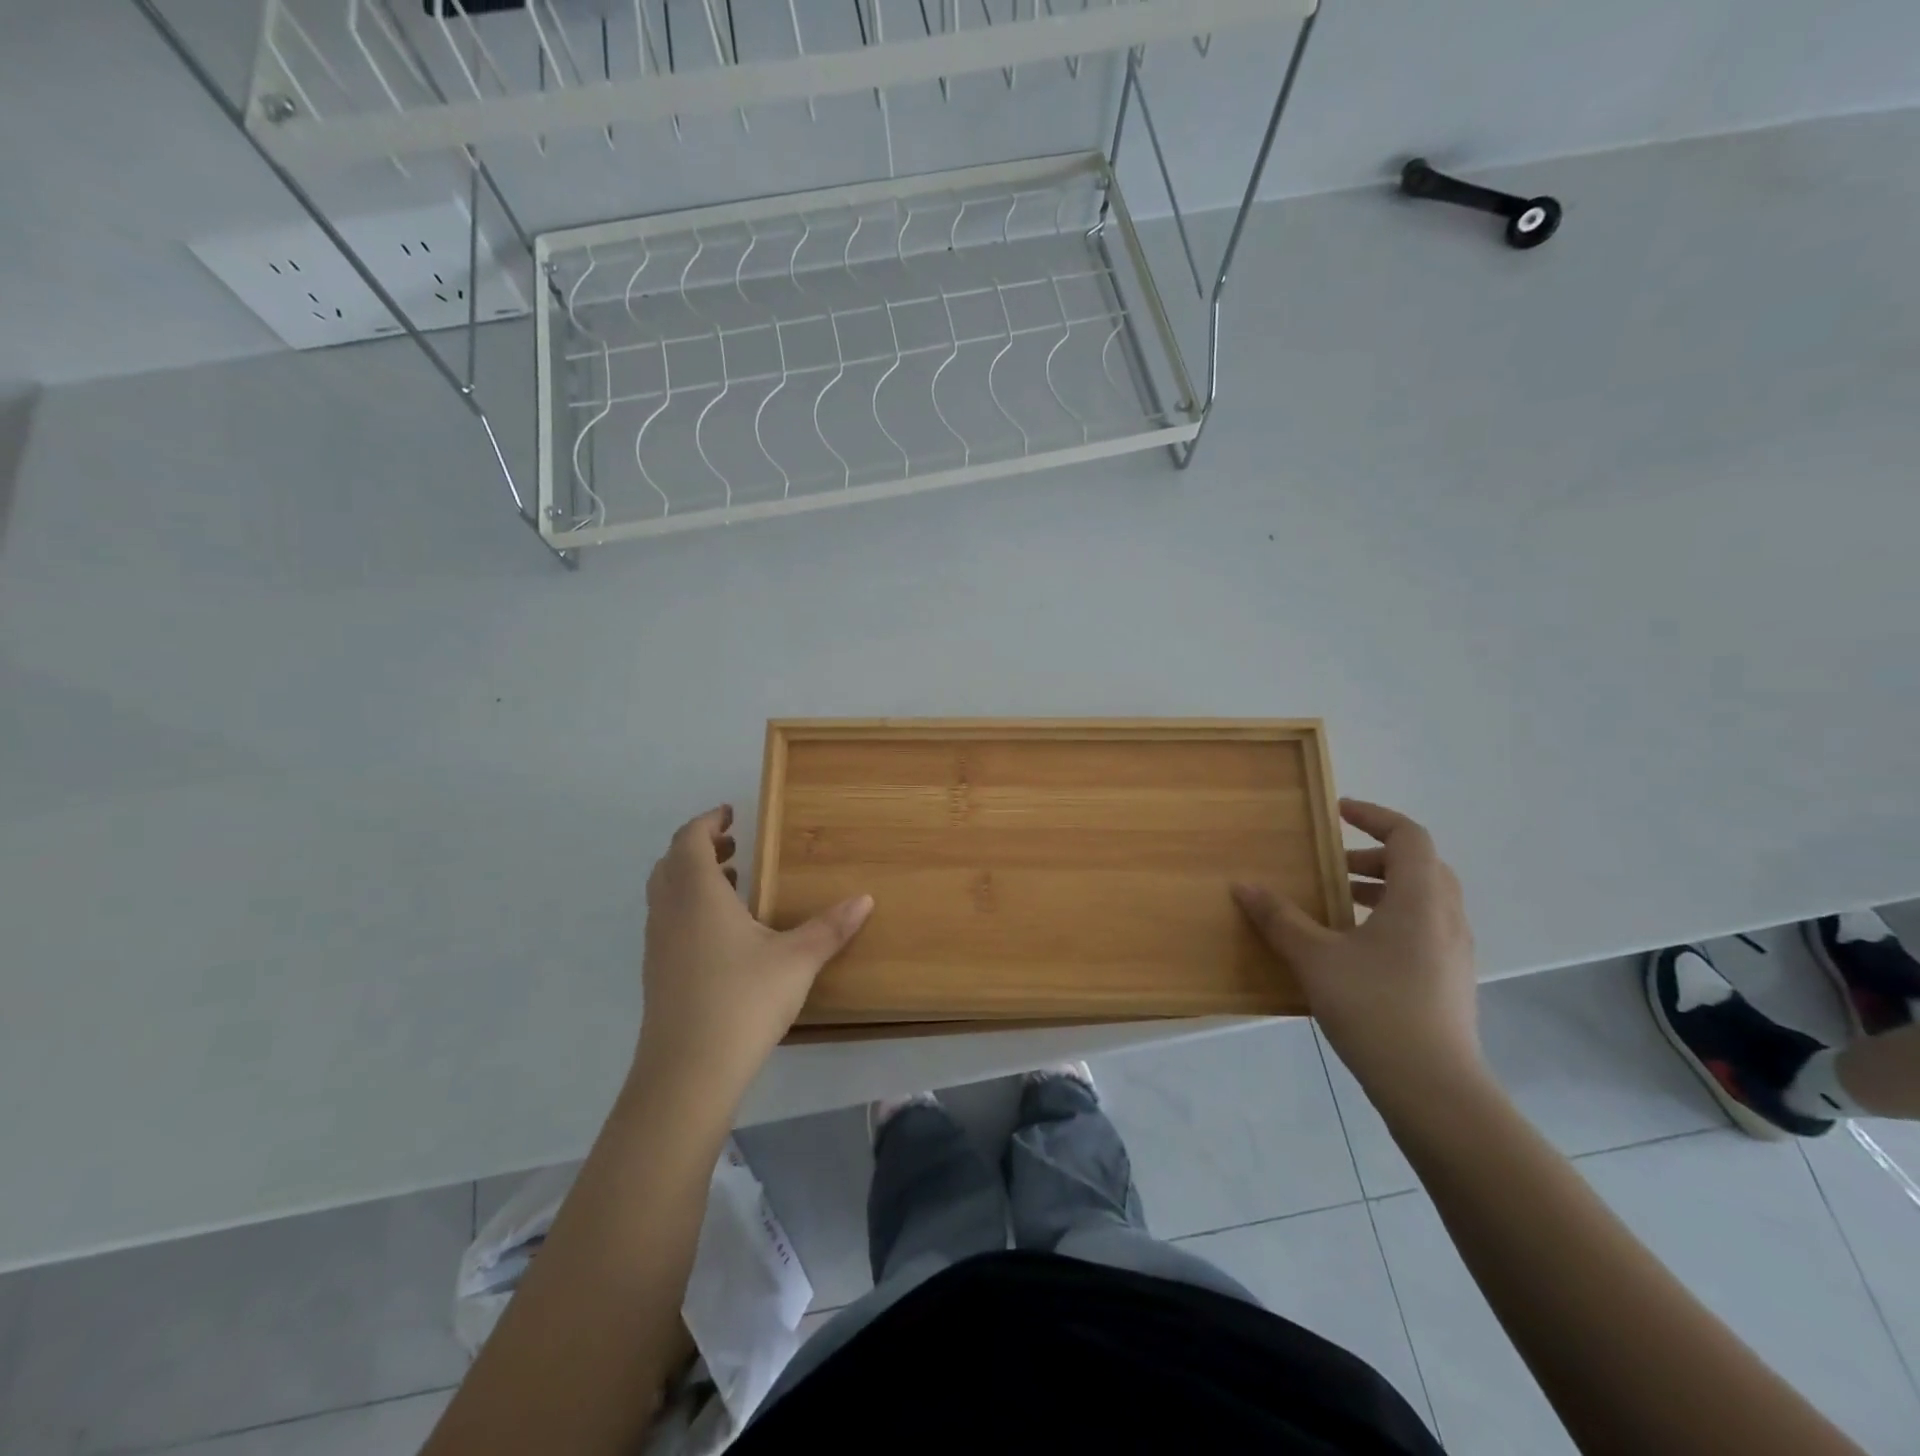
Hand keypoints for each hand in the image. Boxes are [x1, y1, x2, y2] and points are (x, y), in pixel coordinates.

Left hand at [635, 806, 872, 1105]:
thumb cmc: (743, 1000)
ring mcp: (658, 945)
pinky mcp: (657, 974)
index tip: (730, 813)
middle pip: (672, 863)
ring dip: (693, 878)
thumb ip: (831, 927)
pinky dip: (689, 907)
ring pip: (665, 893)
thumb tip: (866, 899)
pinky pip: (668, 920)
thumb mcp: (797, 960)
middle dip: (700, 847)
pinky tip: (723, 933)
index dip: (707, 821)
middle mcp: (670, 912)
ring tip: (733, 883)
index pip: (690, 840)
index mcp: (697, 894)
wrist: (687, 1072)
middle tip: (734, 846)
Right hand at [1232, 799, 1481, 1111]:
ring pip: (1422, 900)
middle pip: (1418, 866)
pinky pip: (1423, 929)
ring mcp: (1453, 952)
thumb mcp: (1315, 958)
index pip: (1408, 836)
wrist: (1434, 1089)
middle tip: (1330, 865)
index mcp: (1419, 899)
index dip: (1374, 816)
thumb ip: (1279, 918)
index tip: (1337, 813)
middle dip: (1373, 857)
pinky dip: (1389, 920)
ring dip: (1380, 891)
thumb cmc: (1374, 1007)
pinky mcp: (1450, 981)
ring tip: (1335, 905)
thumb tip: (1243, 886)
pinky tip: (1353, 949)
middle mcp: (1445, 917)